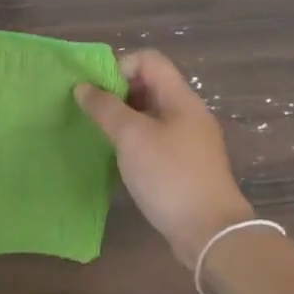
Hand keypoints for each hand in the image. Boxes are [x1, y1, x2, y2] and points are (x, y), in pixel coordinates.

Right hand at [75, 49, 254, 267]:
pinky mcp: (185, 164)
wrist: (210, 233)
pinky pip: (155, 137)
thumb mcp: (132, 137)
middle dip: (118, 92)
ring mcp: (189, 140)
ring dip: (124, 117)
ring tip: (102, 134)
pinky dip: (135, 139)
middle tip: (94, 113)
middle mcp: (188, 113)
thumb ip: (105, 108)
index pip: (149, 60)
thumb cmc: (170, 176)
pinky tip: (120, 157)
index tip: (98, 92)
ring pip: (151, 113)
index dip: (120, 67)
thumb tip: (83, 87)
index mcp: (181, 98)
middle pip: (150, 84)